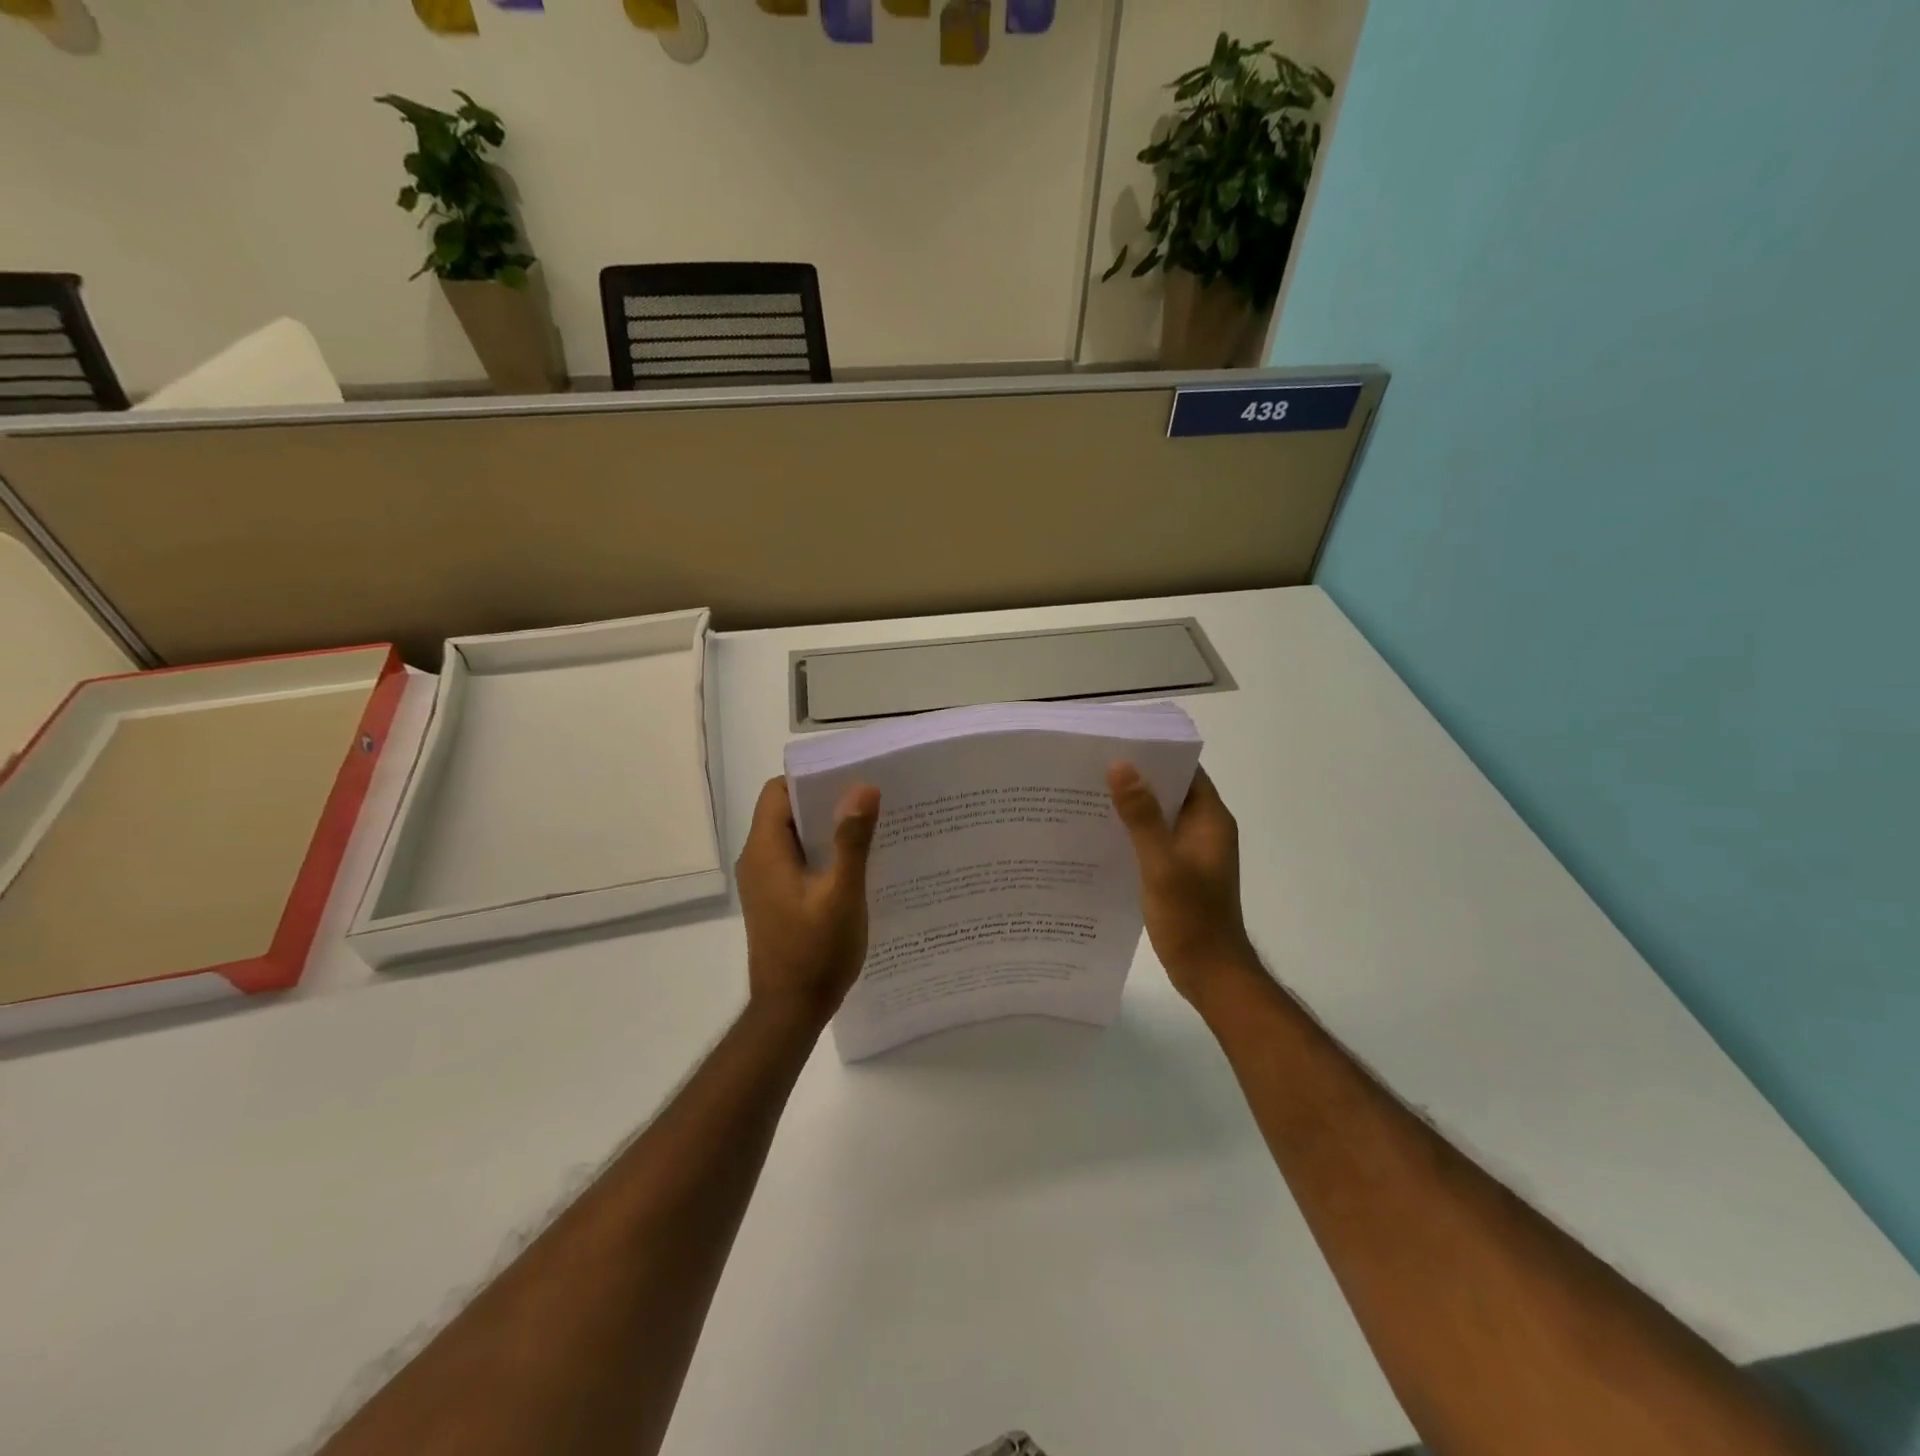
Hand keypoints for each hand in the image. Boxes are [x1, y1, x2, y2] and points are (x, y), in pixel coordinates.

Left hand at [736, 776, 881, 1027]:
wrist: (791, 1011)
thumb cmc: (816, 952)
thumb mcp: (842, 894)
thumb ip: (852, 841)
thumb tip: (863, 788)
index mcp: (766, 851)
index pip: (779, 792)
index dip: (812, 779)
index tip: (851, 776)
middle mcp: (758, 860)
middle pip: (787, 811)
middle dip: (826, 801)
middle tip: (870, 798)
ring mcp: (765, 881)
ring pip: (794, 837)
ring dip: (827, 828)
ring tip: (871, 825)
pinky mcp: (776, 899)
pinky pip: (797, 860)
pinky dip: (823, 853)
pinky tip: (857, 862)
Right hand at [1108, 762, 1259, 1007]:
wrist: (1210, 974)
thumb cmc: (1191, 918)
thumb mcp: (1162, 865)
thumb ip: (1142, 817)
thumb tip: (1120, 765)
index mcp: (1210, 820)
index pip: (1186, 771)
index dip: (1155, 754)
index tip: (1116, 744)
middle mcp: (1204, 830)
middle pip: (1170, 791)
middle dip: (1135, 779)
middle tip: (1091, 768)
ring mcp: (1192, 852)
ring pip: (1160, 817)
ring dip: (1131, 807)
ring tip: (1088, 796)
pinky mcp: (1179, 871)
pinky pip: (1154, 840)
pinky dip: (1132, 834)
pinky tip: (1100, 836)